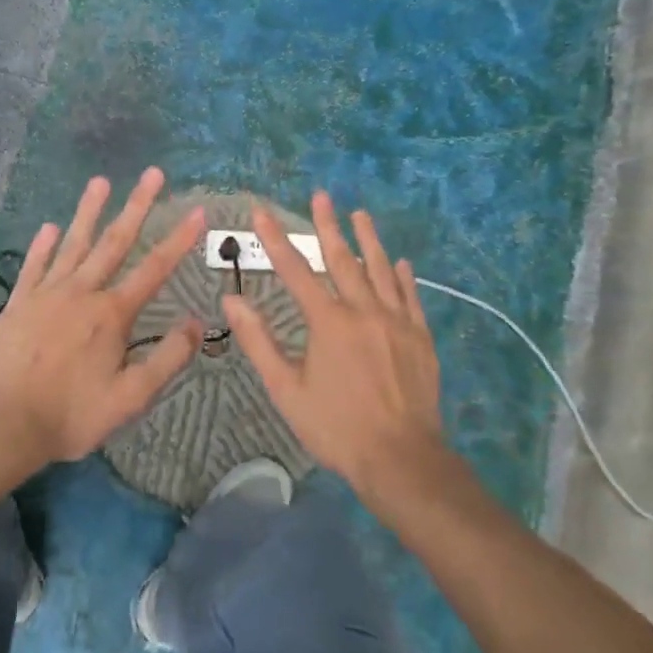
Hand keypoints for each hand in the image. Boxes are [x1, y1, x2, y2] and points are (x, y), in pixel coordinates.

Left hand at [0, 168, 204, 463]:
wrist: (7, 424)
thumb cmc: (74, 414)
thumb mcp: (132, 396)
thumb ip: (168, 358)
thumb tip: (197, 323)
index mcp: (113, 314)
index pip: (155, 268)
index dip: (180, 239)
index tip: (197, 210)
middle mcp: (83, 292)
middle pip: (115, 241)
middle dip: (137, 205)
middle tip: (152, 173)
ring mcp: (48, 293)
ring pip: (73, 244)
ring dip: (89, 211)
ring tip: (100, 180)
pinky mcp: (19, 303)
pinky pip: (34, 266)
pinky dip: (42, 245)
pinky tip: (49, 226)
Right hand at [222, 193, 445, 499]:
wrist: (401, 457)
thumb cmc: (336, 427)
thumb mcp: (287, 389)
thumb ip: (259, 341)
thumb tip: (232, 299)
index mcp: (328, 321)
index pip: (295, 270)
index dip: (276, 239)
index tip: (262, 212)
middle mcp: (363, 310)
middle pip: (342, 258)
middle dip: (328, 225)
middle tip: (321, 195)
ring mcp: (396, 320)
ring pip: (380, 269)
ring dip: (368, 239)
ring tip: (360, 214)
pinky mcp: (419, 336)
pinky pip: (410, 296)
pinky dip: (403, 276)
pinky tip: (400, 262)